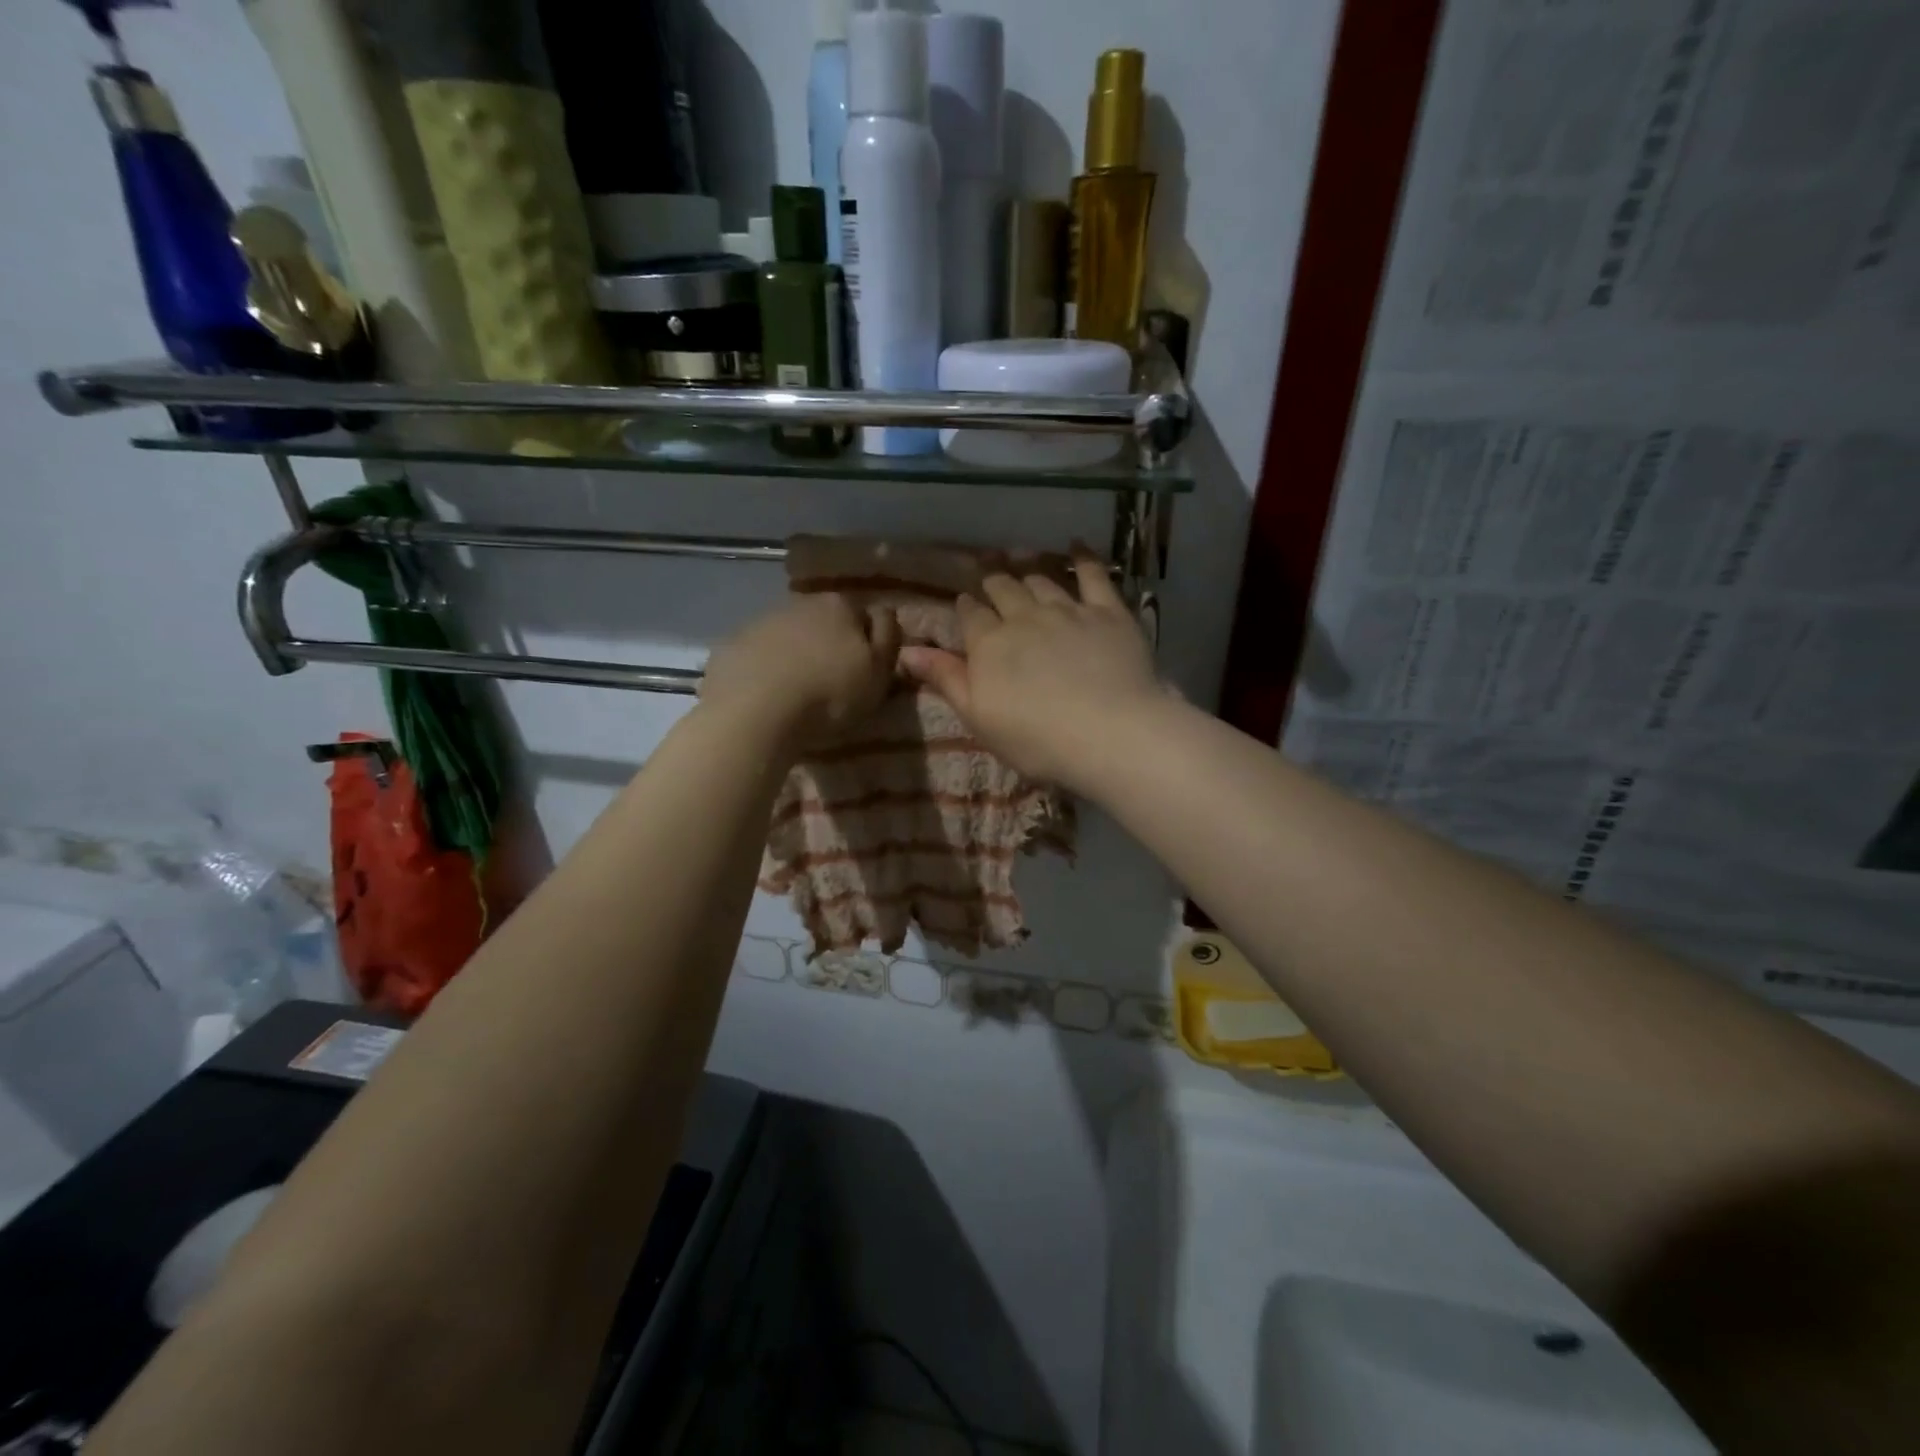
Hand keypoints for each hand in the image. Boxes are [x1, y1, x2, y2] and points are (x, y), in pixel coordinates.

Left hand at [700, 594, 901, 746]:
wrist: (755, 712)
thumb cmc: (828, 693)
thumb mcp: (878, 672)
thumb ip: (888, 639)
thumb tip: (885, 615)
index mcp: (840, 605)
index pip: (864, 615)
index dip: (869, 643)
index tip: (867, 671)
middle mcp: (799, 603)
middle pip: (824, 622)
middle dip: (830, 645)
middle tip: (833, 683)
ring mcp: (761, 622)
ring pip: (789, 636)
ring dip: (796, 655)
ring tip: (798, 693)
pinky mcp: (731, 645)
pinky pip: (758, 654)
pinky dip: (765, 669)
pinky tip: (767, 697)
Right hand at [899, 553, 1158, 786]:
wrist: (1109, 732)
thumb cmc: (1036, 739)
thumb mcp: (979, 717)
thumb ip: (945, 679)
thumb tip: (906, 650)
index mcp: (989, 644)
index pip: (971, 616)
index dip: (967, 608)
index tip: (965, 603)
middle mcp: (1024, 617)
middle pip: (1003, 590)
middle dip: (993, 581)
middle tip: (989, 575)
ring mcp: (1067, 610)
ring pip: (1041, 581)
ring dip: (1028, 571)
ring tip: (1022, 564)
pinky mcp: (1107, 611)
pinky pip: (1093, 575)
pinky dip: (1083, 558)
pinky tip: (1077, 545)